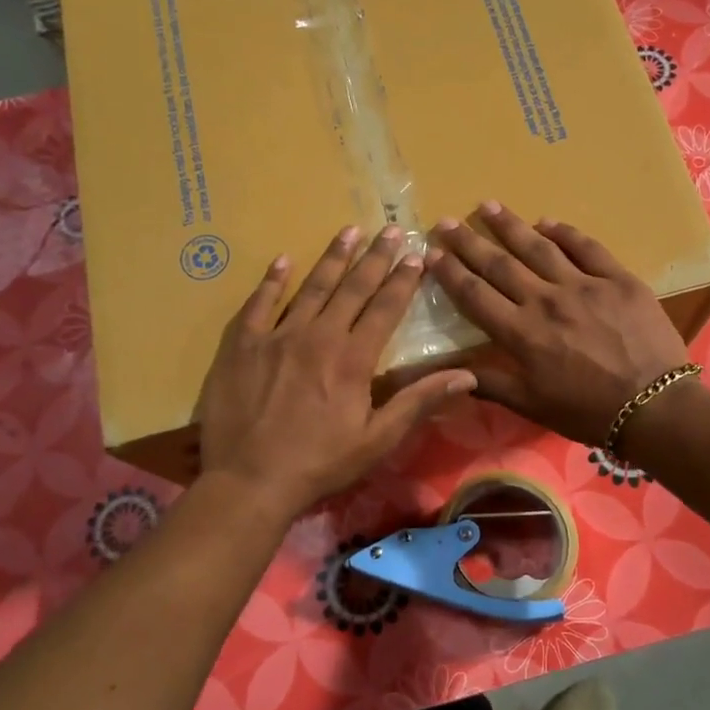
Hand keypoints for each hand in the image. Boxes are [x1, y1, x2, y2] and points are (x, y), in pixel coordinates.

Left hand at [198, 224, 476, 518]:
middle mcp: (318, 336)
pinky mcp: (242, 344)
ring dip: (332, 258)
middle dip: (375, 257)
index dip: (402, 280)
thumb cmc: (319, 463)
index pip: (385, 308)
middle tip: (390, 229)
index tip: (416, 255)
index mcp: (353, 358)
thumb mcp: (378, 439)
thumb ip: (419, 401)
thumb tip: (467, 375)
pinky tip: (283, 261)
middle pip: (352, 288)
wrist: (249, 480)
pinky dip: (272, 280)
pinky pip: (259, 303)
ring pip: (310, 287)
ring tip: (349, 231)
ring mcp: (277, 336)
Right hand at [424, 202, 689, 446]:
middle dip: (469, 241)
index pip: (475, 295)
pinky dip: (564, 232)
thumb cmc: (587, 411)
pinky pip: (586, 247)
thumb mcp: (531, 404)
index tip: (432, 253)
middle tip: (447, 220)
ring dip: (510, 225)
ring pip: (538, 247)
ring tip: (488, 206)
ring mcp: (583, 286)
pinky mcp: (617, 279)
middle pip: (499, 264)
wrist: (654, 406)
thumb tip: (448, 372)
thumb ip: (489, 383)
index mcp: (521, 333)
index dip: (450, 273)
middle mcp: (545, 301)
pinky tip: (547, 221)